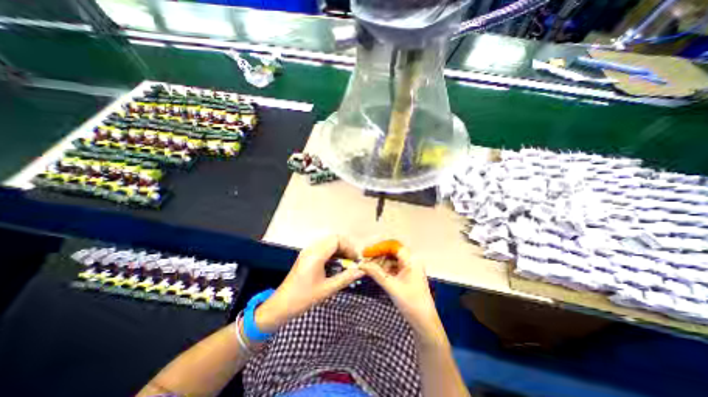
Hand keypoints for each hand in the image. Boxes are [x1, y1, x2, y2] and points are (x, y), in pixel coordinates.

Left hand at [254, 236, 363, 333]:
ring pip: (328, 243)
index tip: (355, 260)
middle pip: (333, 239)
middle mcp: (311, 249)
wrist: (281, 305)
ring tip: (346, 264)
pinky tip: (336, 265)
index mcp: (316, 255)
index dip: (349, 247)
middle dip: (346, 248)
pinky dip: (333, 253)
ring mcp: (308, 252)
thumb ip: (346, 278)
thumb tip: (361, 271)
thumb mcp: (327, 289)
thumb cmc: (303, 298)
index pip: (337, 240)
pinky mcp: (307, 256)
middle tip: (352, 261)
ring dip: (339, 250)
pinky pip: (323, 248)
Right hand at [362, 240, 442, 345]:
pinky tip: (376, 273)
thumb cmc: (411, 303)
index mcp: (411, 261)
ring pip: (392, 260)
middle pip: (392, 252)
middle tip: (365, 261)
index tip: (366, 252)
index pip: (393, 246)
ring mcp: (410, 268)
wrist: (424, 322)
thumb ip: (376, 273)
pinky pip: (394, 267)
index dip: (379, 247)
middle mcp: (411, 261)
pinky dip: (384, 269)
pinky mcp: (407, 275)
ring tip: (369, 269)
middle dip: (378, 256)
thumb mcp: (391, 286)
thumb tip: (361, 264)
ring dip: (380, 263)